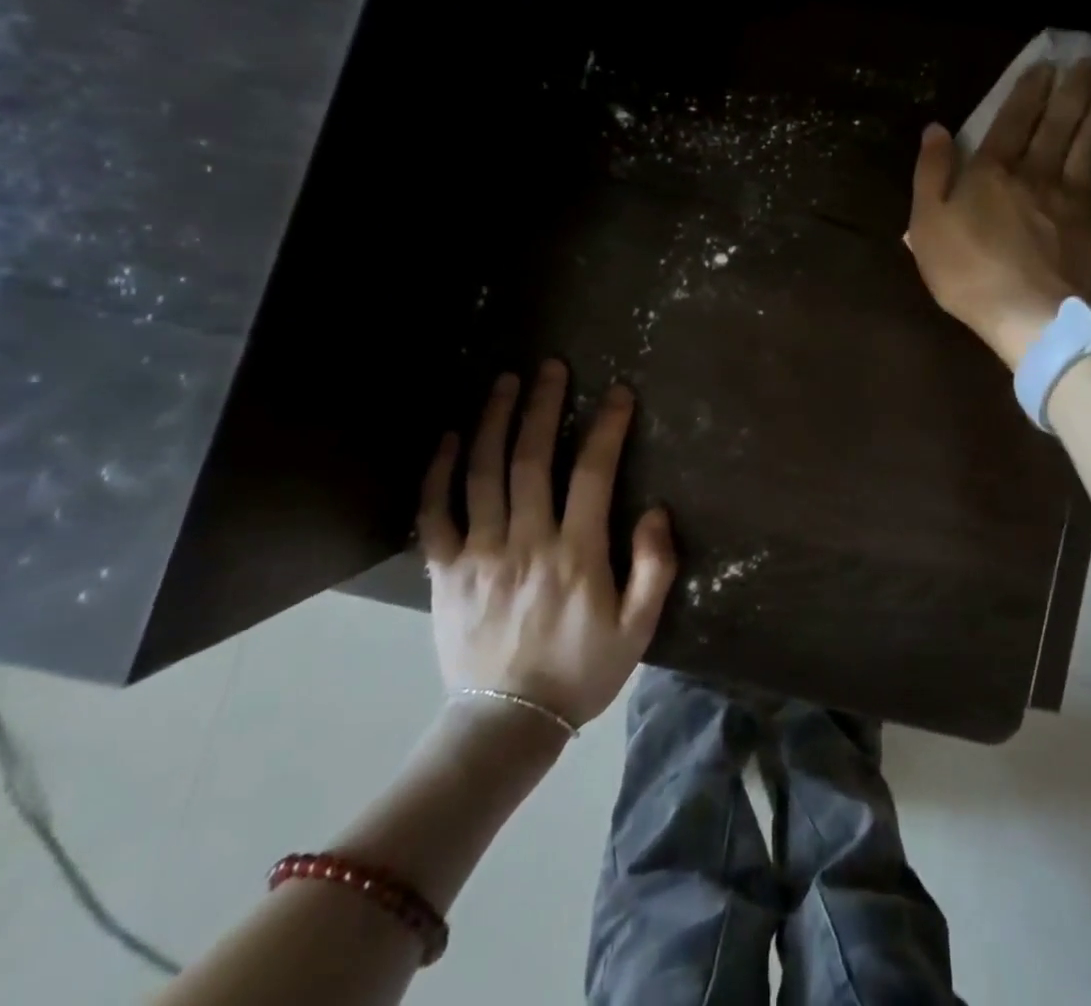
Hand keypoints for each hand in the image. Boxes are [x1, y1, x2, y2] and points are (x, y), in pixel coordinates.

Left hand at [416, 360, 676, 730]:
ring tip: (505, 382)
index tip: (617, 393)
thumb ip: (654, 567)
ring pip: (483, 473)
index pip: (594, 473)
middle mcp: (526, 541)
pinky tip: (449, 439)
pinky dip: (438, 472)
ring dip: (495, 422)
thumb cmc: (581, 670)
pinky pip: (433, 513)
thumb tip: (657, 511)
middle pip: (533, 459)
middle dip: (544, 406)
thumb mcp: (638, 628)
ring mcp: (479, 553)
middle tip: (551, 367)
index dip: (607, 427)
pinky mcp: (445, 571)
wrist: (507, 723)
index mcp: (576, 553)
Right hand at [907, 58, 1090, 368]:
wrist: (1027, 312)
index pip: (1012, 119)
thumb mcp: (927, 224)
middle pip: (1057, 121)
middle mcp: (1033, 171)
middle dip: (1072, 88)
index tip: (1046, 66)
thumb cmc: (966, 271)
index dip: (1029, 90)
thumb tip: (936, 128)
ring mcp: (1067, 193)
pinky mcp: (1090, 218)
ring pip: (1087, 140)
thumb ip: (930, 173)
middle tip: (1089, 60)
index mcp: (990, 171)